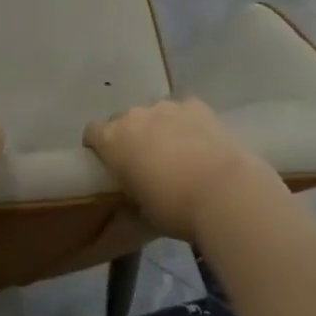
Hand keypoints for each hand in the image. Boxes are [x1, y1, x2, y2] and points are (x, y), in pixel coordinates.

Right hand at [83, 98, 276, 241]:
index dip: (98, 146)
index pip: (92, 132)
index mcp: (113, 140)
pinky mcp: (195, 105)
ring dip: (158, 128)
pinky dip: (186, 123)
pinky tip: (199, 142)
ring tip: (177, 152)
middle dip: (130, 136)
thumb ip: (130, 192)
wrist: (223, 192)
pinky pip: (183, 111)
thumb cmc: (174, 208)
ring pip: (154, 113)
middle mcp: (134, 116)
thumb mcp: (140, 211)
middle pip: (123, 119)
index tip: (108, 163)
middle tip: (144, 161)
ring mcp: (166, 106)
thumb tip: (134, 191)